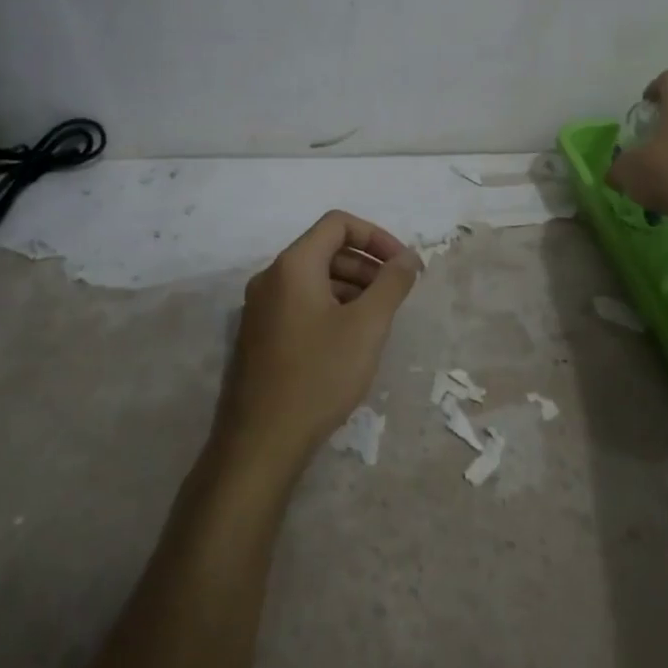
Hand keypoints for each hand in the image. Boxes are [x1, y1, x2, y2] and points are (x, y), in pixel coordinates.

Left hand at [214, 210, 421, 472]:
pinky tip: (350, 342)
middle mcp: (270, 279)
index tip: (403, 265)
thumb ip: (391, 283)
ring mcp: (260, 309)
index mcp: (293, 266)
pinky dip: (331, 308)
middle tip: (396, 294)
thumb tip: (408, 257)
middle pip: (326, 250)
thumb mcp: (367, 326)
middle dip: (367, 264)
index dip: (377, 236)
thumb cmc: (318, 375)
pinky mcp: (259, 337)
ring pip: (314, 280)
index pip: (338, 224)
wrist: (260, 443)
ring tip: (378, 320)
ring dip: (352, 288)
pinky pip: (301, 304)